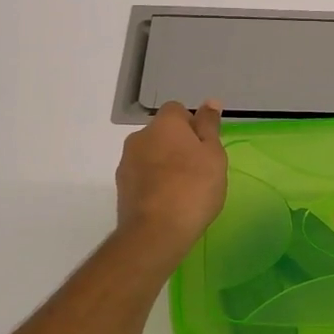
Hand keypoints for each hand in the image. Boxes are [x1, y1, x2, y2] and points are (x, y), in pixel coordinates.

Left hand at [115, 101, 227, 262]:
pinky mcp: (121, 186)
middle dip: (177, 145)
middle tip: (198, 169)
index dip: (193, 126)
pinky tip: (167, 201)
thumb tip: (210, 102)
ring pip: (151, 154)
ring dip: (164, 164)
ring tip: (183, 189)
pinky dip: (154, 182)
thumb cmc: (194, 187)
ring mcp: (126, 162)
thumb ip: (210, 126)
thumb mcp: (213, 155)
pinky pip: (142, 175)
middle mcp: (140, 136)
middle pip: (162, 133)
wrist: (156, 232)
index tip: (205, 148)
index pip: (177, 111)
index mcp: (164, 124)